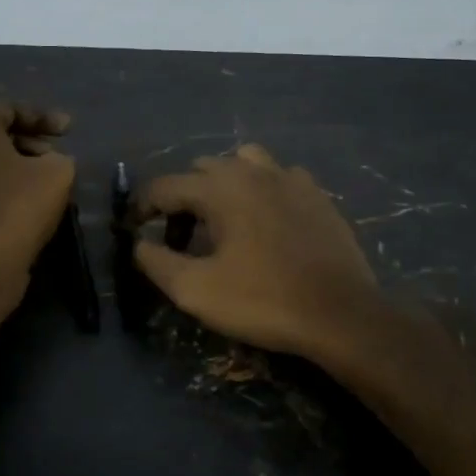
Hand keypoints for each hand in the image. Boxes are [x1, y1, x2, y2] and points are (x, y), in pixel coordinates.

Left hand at [0, 101, 75, 291]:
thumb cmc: (19, 203)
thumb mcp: (58, 170)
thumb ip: (58, 156)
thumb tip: (49, 162)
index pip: (10, 109)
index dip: (44, 117)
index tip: (69, 130)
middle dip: (30, 141)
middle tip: (57, 155)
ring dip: (17, 165)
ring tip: (46, 179)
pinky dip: (2, 185)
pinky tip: (26, 200)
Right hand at [135, 144, 379, 361]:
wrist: (341, 314)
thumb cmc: (263, 300)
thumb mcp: (196, 290)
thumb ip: (157, 262)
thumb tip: (139, 243)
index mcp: (220, 188)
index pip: (165, 185)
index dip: (142, 206)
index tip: (134, 228)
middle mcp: (253, 171)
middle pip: (203, 168)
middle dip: (183, 196)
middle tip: (178, 235)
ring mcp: (290, 178)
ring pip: (244, 162)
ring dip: (224, 183)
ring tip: (223, 217)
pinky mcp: (317, 194)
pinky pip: (279, 176)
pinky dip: (262, 189)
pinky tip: (266, 219)